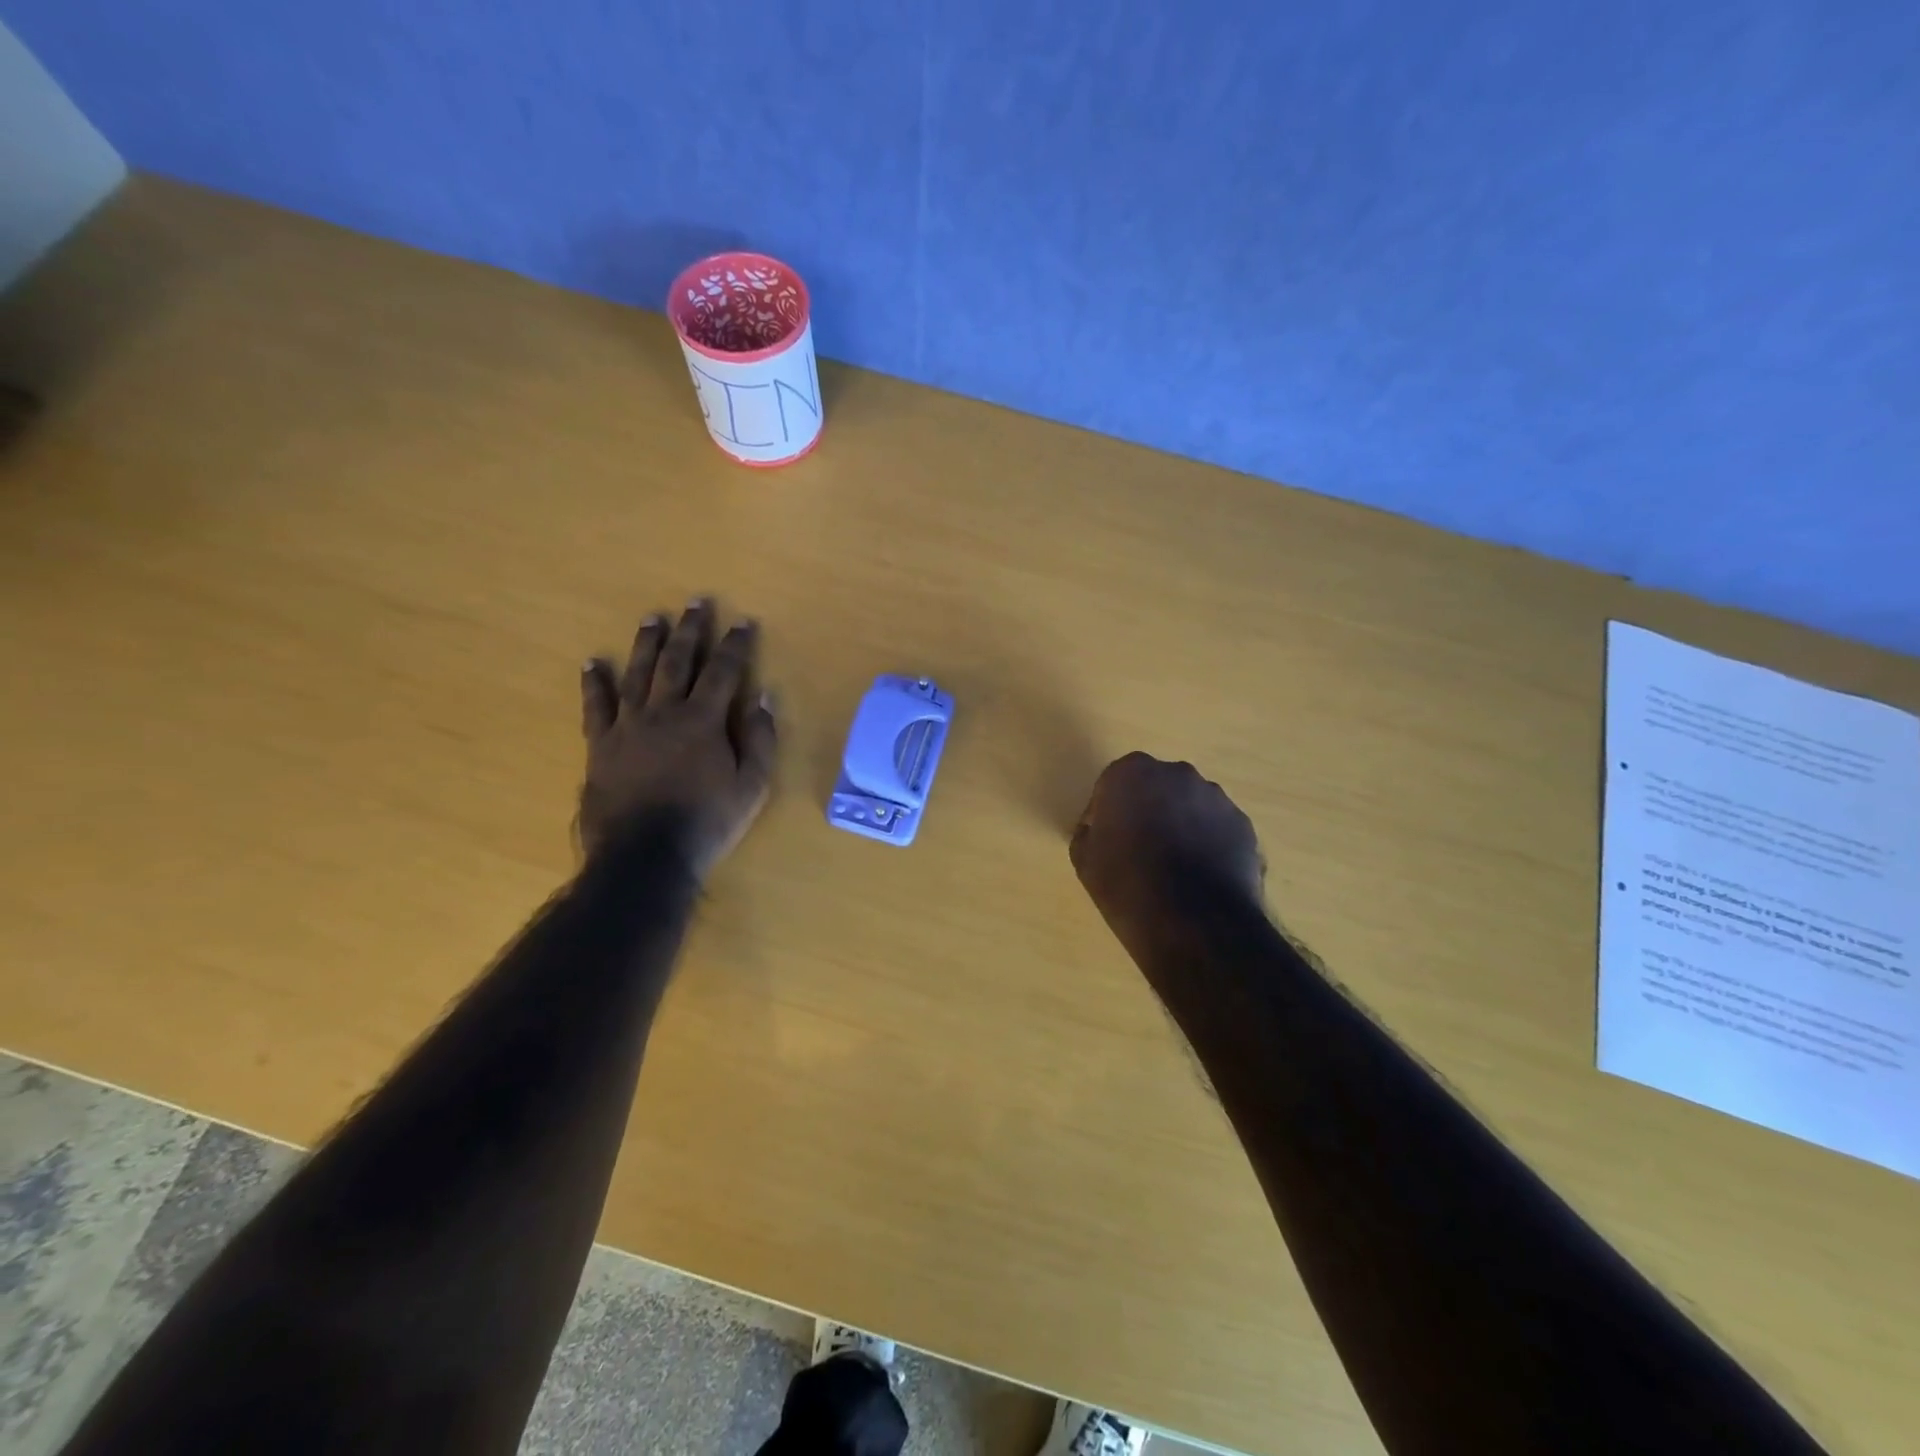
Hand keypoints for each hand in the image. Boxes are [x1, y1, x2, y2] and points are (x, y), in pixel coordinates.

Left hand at [578, 600, 776, 876]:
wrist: (644, 855)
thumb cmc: (707, 822)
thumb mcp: (752, 786)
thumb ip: (760, 739)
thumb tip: (765, 697)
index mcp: (704, 721)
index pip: (724, 672)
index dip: (735, 645)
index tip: (743, 621)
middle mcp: (664, 712)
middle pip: (678, 662)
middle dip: (690, 630)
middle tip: (695, 602)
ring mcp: (628, 726)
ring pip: (638, 674)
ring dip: (647, 643)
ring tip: (653, 618)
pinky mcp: (601, 745)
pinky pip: (596, 706)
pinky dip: (595, 682)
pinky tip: (593, 662)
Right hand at [1070, 753, 1263, 943]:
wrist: (1193, 924)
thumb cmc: (1127, 886)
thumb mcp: (1085, 861)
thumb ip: (1089, 833)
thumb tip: (1098, 831)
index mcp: (1131, 773)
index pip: (1114, 783)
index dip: (1108, 811)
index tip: (1107, 839)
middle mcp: (1177, 774)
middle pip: (1156, 788)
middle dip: (1148, 810)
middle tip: (1140, 850)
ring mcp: (1216, 798)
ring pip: (1190, 806)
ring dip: (1181, 826)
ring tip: (1175, 869)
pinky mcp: (1244, 825)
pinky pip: (1217, 829)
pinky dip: (1209, 844)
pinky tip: (1201, 878)